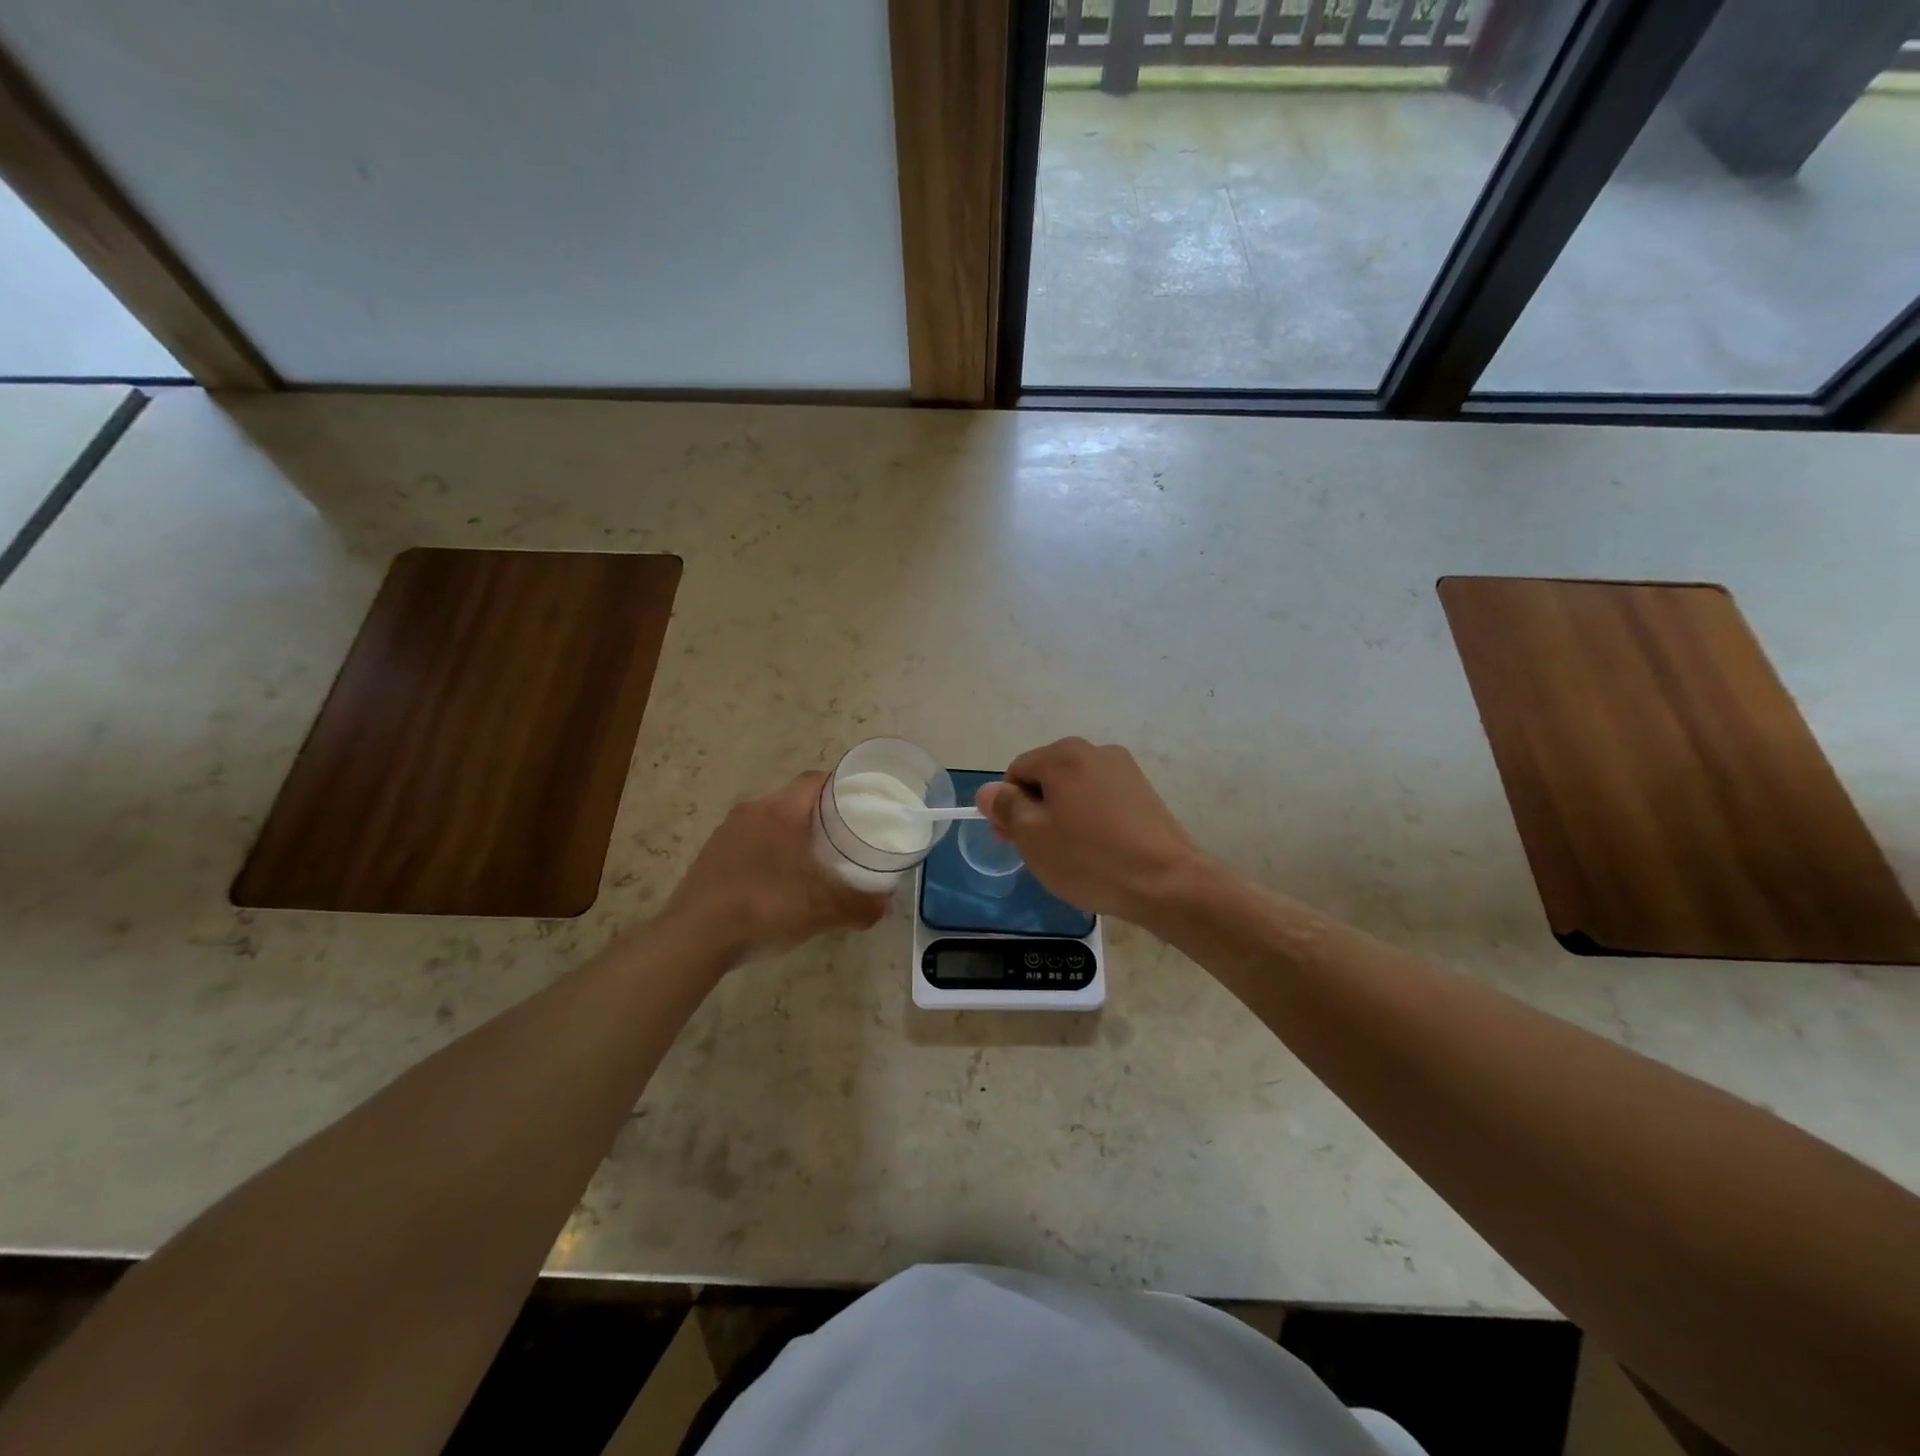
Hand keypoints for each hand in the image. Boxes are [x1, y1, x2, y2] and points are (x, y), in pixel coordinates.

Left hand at [660, 772, 887, 968]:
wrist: (694, 939)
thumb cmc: (764, 909)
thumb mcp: (822, 911)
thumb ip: (860, 906)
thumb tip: (885, 905)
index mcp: (781, 811)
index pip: (817, 780)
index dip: (842, 787)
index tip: (863, 804)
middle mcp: (753, 810)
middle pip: (795, 799)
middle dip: (821, 814)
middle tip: (845, 836)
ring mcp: (727, 832)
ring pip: (771, 820)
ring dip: (793, 833)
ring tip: (815, 859)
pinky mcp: (711, 854)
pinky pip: (750, 841)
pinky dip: (770, 852)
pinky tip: (778, 882)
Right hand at [976, 739, 1206, 922]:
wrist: (1167, 882)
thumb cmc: (1090, 858)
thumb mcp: (1033, 836)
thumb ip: (1006, 807)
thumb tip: (988, 790)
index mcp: (1063, 754)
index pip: (1016, 772)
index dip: (1008, 807)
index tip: (1015, 841)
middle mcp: (1095, 751)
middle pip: (1047, 777)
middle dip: (1035, 810)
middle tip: (1039, 853)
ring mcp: (1124, 770)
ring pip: (1075, 789)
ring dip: (1063, 815)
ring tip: (1071, 855)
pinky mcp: (1144, 792)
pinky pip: (1101, 800)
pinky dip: (1091, 819)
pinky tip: (1098, 850)